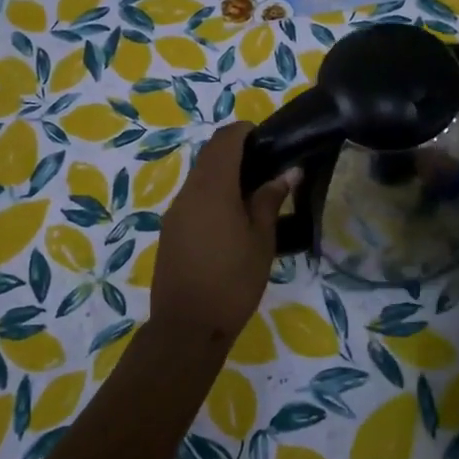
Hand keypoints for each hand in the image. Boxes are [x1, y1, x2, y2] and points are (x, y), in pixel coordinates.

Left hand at [149, 123, 293, 348]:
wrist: (187, 327)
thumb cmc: (233, 281)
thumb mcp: (261, 240)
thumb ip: (270, 200)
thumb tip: (287, 172)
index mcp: (212, 187)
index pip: (225, 139)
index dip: (245, 131)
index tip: (268, 140)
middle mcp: (188, 192)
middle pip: (209, 155)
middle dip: (236, 152)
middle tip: (267, 167)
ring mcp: (175, 212)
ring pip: (200, 177)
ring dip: (224, 175)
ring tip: (254, 195)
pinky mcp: (170, 231)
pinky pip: (193, 199)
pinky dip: (212, 195)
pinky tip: (232, 219)